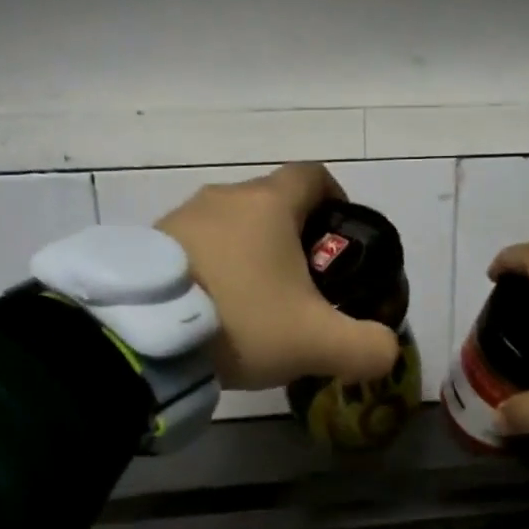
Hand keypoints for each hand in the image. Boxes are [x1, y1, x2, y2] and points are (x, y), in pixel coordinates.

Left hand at [158, 164, 400, 391]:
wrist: (142, 336)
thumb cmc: (243, 320)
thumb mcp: (318, 343)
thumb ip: (367, 347)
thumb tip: (386, 351)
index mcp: (269, 204)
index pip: (314, 176)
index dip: (336, 200)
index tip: (340, 240)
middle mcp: (224, 198)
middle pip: (272, 204)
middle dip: (294, 238)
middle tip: (303, 287)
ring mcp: (180, 217)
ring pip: (232, 226)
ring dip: (249, 255)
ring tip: (254, 305)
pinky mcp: (149, 244)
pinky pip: (195, 246)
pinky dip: (213, 268)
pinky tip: (212, 311)